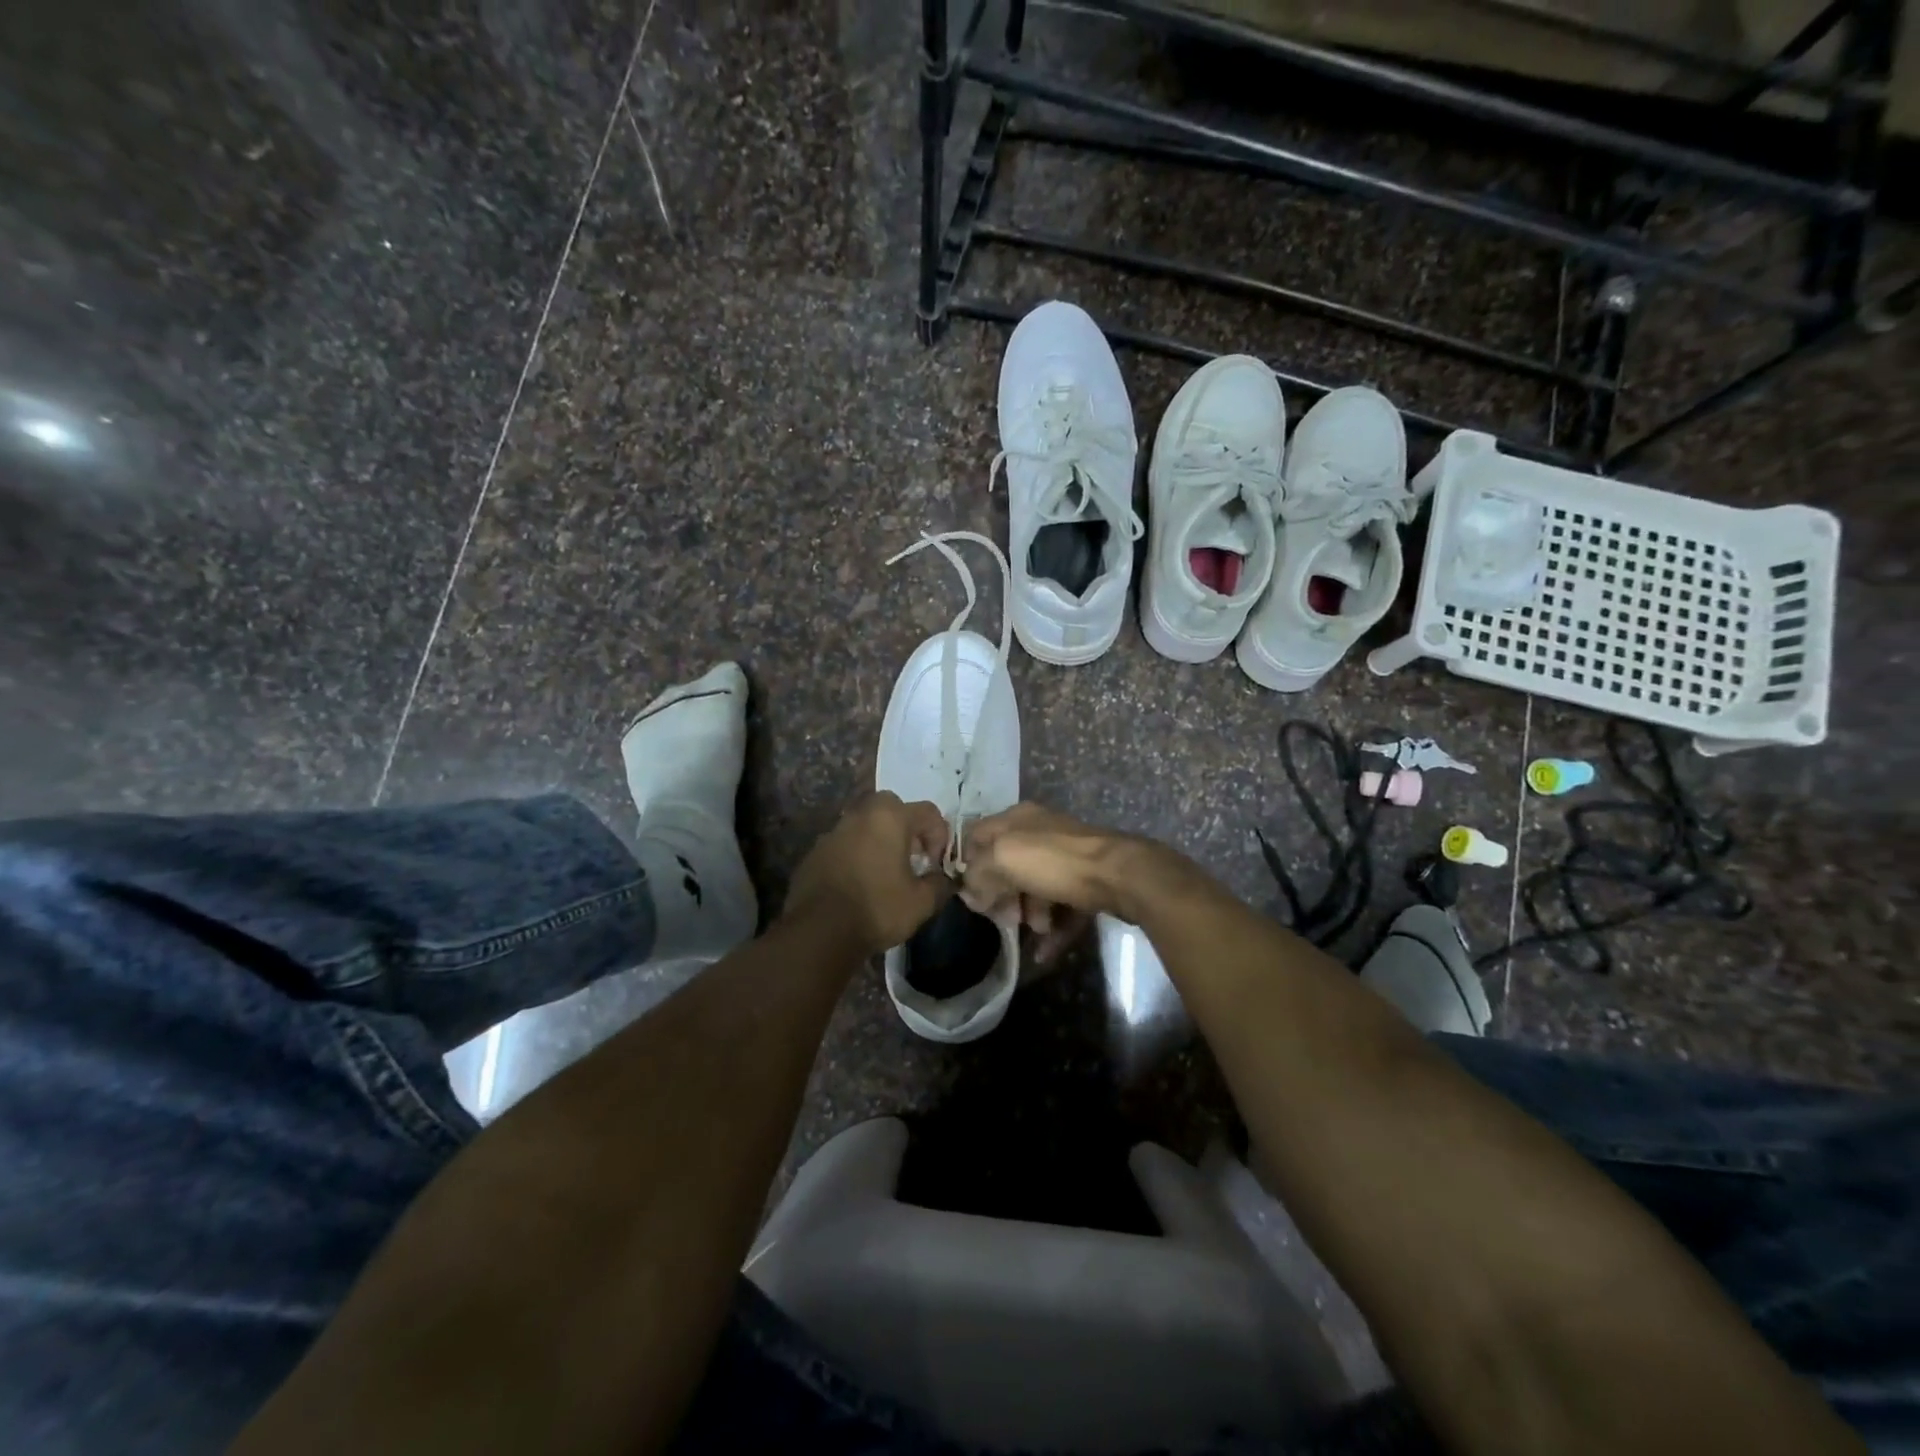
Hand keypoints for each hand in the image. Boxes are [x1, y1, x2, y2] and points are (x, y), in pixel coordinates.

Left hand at [784, 792, 953, 955]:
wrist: (818, 931)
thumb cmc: (877, 909)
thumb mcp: (921, 902)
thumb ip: (939, 884)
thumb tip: (944, 879)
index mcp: (889, 818)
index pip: (928, 812)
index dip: (940, 836)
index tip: (936, 864)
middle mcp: (860, 815)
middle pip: (892, 808)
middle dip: (907, 828)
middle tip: (912, 857)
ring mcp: (833, 831)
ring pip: (865, 824)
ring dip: (880, 840)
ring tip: (886, 872)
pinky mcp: (815, 851)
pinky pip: (845, 844)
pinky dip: (857, 854)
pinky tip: (859, 883)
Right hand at [957, 804, 1157, 963]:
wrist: (1120, 875)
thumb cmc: (1055, 861)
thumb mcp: (1003, 858)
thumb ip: (978, 874)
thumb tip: (971, 894)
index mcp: (1017, 819)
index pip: (977, 836)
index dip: (969, 865)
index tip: (970, 895)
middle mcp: (1040, 833)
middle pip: (1007, 866)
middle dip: (1002, 896)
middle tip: (1005, 919)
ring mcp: (1066, 858)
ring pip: (1035, 888)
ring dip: (1029, 914)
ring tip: (1036, 930)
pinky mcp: (1087, 882)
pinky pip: (1062, 907)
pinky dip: (1053, 930)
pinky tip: (1046, 952)